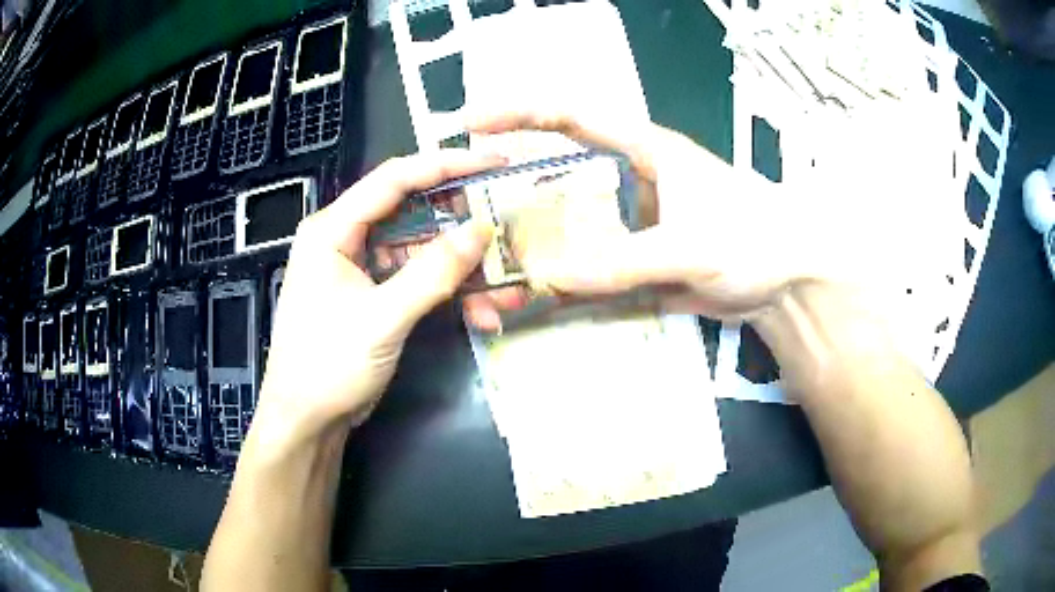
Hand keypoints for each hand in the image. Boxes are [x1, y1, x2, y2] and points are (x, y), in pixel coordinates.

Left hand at [251, 150, 501, 449]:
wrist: (307, 421)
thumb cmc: (327, 365)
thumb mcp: (381, 318)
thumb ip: (432, 273)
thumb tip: (482, 229)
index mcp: (333, 229)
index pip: (394, 179)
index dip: (446, 165)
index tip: (493, 160)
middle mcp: (347, 239)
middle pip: (415, 214)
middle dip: (463, 227)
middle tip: (509, 229)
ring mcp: (364, 269)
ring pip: (424, 253)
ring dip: (464, 272)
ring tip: (506, 290)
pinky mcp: (377, 296)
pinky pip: (420, 282)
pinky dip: (451, 296)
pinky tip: (482, 314)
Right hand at [462, 111, 816, 329]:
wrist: (786, 281)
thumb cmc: (754, 238)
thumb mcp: (691, 245)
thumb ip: (624, 262)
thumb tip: (551, 279)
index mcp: (643, 149)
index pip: (571, 116)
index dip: (518, 112)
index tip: (471, 121)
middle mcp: (627, 180)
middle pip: (556, 173)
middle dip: (511, 188)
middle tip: (468, 211)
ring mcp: (629, 222)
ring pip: (569, 226)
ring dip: (533, 243)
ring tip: (492, 263)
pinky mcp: (634, 258)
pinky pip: (588, 265)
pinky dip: (562, 278)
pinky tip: (536, 294)